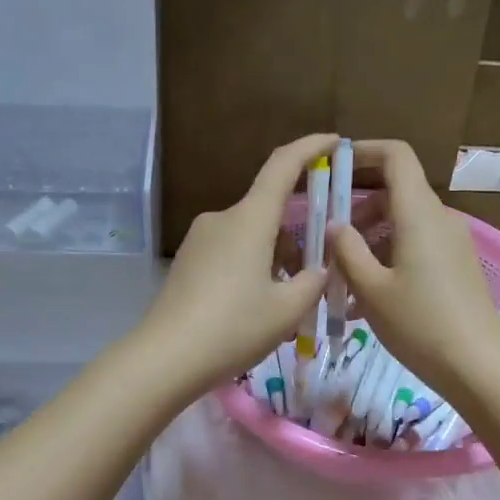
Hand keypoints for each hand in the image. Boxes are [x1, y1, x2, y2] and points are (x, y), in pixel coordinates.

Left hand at [137, 134, 335, 398]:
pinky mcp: (186, 262)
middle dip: (297, 231)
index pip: (282, 166)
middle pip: (268, 210)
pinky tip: (257, 305)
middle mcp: (222, 219)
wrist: (165, 358)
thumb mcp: (286, 310)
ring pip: (250, 235)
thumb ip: (312, 283)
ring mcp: (199, 240)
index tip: (333, 141)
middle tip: (319, 267)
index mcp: (250, 219)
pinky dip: (252, 266)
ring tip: (289, 300)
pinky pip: (229, 252)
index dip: (310, 148)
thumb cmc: (233, 328)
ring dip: (274, 255)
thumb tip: (318, 269)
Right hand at [331, 140, 499, 400]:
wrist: (477, 364)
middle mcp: (439, 218)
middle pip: (395, 192)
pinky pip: (416, 246)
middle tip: (327, 238)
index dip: (363, 151)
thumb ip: (347, 251)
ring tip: (342, 279)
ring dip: (370, 240)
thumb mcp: (371, 289)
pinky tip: (367, 298)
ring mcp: (452, 242)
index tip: (332, 167)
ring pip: (403, 223)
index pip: (396, 156)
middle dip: (357, 208)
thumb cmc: (419, 323)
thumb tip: (335, 225)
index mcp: (419, 213)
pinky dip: (389, 257)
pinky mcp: (456, 265)